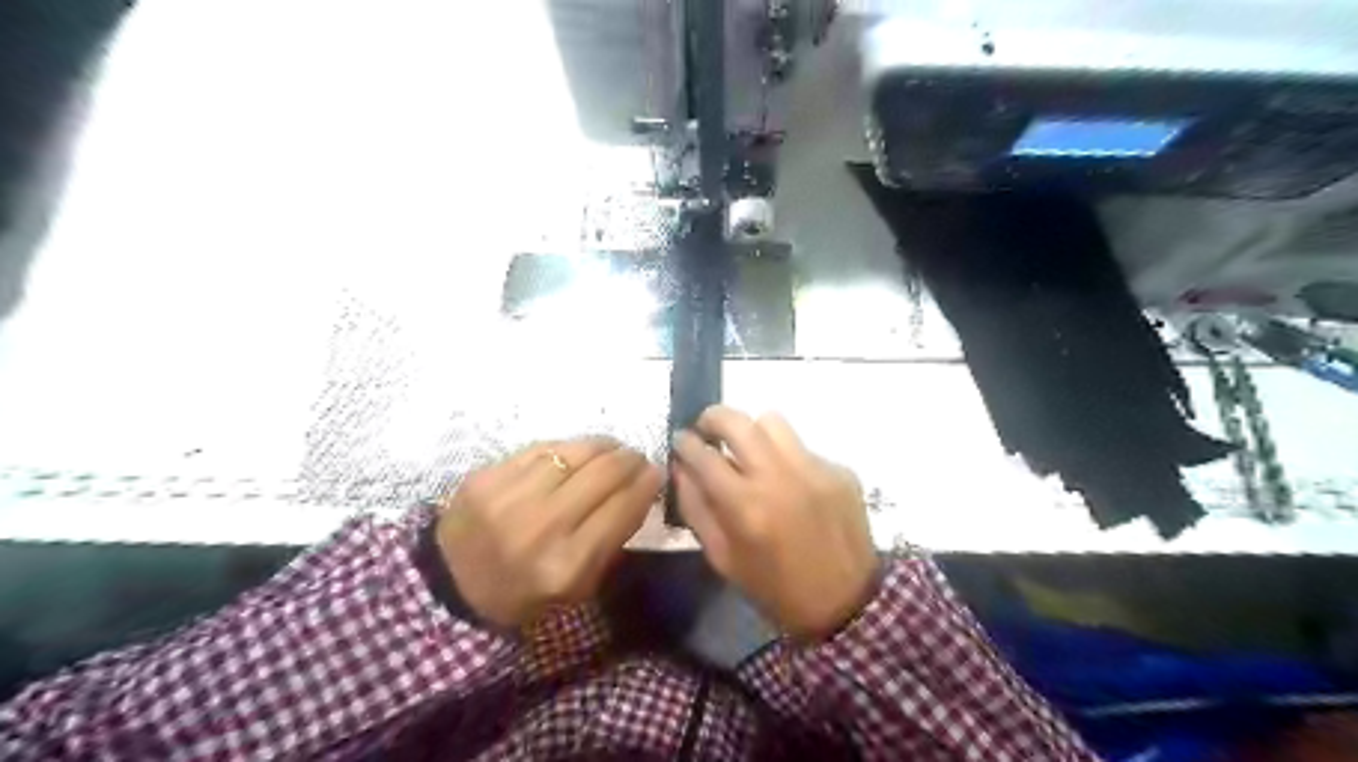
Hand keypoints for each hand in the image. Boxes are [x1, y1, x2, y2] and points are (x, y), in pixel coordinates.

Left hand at [436, 439, 663, 626]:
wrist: (450, 585)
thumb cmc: (523, 593)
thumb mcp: (578, 586)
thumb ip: (613, 539)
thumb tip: (641, 489)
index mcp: (567, 565)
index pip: (622, 508)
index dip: (646, 484)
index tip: (656, 473)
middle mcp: (541, 526)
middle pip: (603, 474)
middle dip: (630, 459)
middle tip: (637, 457)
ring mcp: (510, 497)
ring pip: (575, 453)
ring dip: (604, 446)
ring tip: (613, 448)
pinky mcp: (488, 476)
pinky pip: (543, 448)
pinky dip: (569, 447)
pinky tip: (578, 451)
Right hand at [671, 407, 882, 639]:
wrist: (845, 604)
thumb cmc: (775, 588)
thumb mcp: (722, 558)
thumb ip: (695, 508)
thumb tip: (681, 467)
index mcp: (745, 506)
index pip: (704, 455)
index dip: (685, 443)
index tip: (680, 439)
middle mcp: (779, 477)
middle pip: (738, 421)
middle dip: (713, 418)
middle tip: (707, 429)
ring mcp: (814, 470)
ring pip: (773, 422)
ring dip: (753, 431)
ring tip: (750, 452)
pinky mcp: (840, 471)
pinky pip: (803, 448)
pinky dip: (787, 458)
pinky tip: (790, 484)